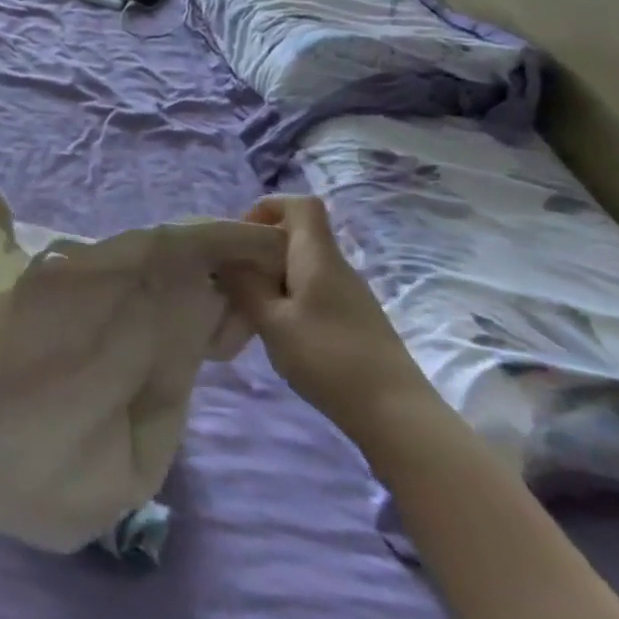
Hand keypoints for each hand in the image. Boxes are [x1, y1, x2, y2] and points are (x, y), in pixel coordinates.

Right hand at [216, 195, 441, 445]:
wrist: (394, 413)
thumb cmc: (327, 358)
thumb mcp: (272, 321)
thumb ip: (245, 285)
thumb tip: (225, 259)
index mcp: (318, 258)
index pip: (301, 205)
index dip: (267, 208)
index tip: (239, 236)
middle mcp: (337, 267)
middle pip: (297, 235)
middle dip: (258, 247)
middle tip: (230, 276)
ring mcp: (348, 294)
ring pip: (302, 265)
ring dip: (270, 276)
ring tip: (246, 306)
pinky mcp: (352, 319)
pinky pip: (311, 290)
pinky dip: (286, 297)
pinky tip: (274, 329)